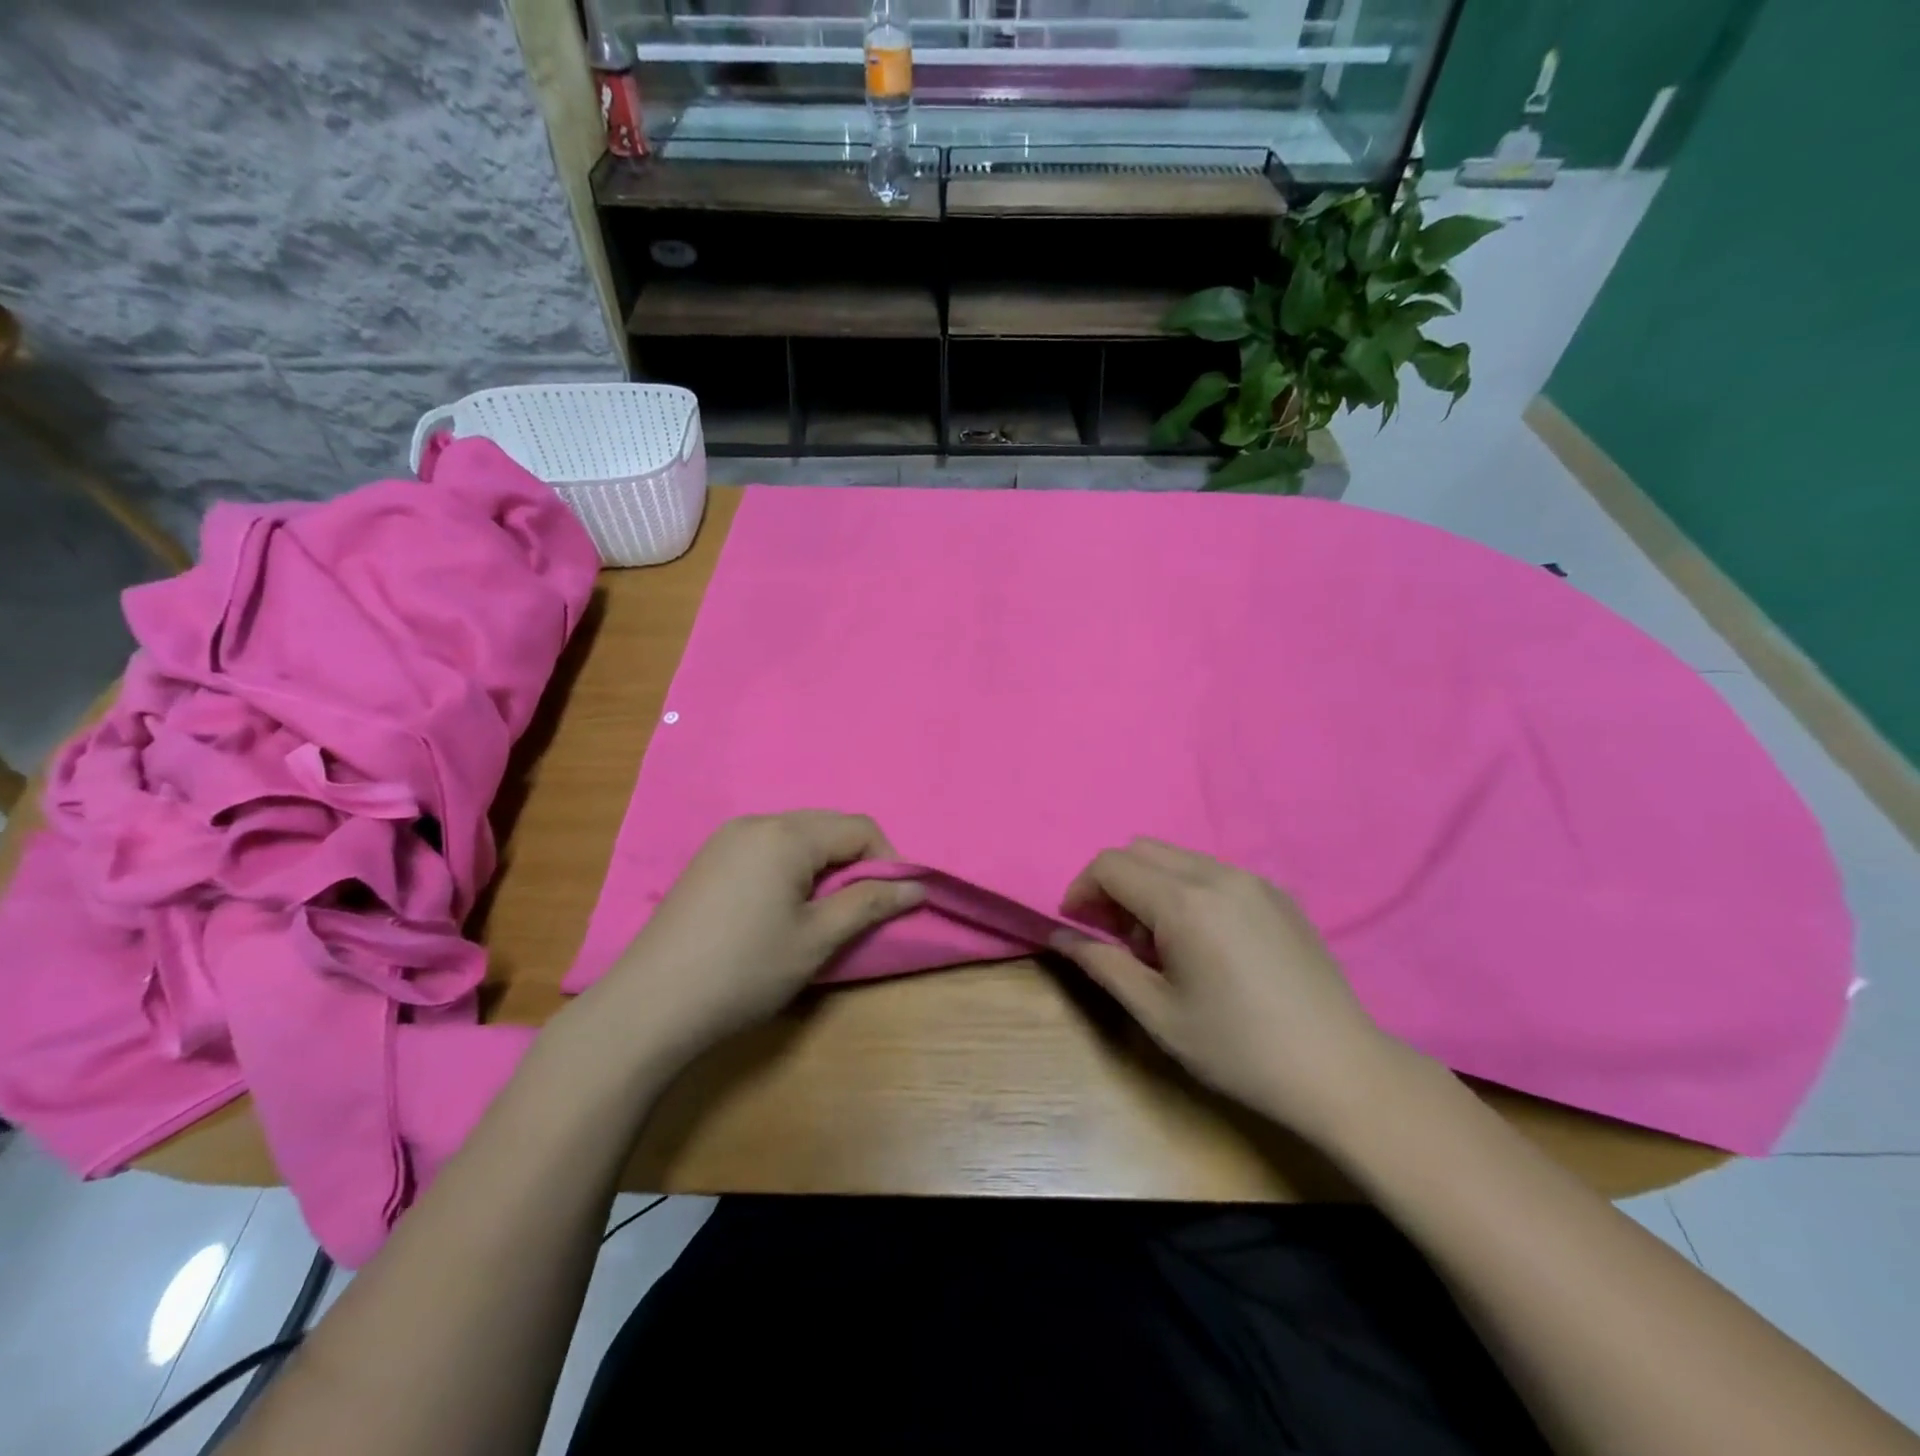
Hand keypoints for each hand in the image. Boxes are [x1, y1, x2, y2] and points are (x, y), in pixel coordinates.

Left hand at [590, 812, 923, 1070]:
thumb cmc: (744, 971)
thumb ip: (868, 904)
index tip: (894, 902)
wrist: (649, 1006)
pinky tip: (782, 909)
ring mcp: (726, 840)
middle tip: (861, 909)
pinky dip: (791, 869)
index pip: (858, 828)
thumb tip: (916, 886)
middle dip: (856, 861)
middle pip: (827, 827)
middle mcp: (755, 823)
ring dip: (823, 866)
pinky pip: (767, 849)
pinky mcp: (708, 861)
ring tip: (823, 912)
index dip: (888, 861)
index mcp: (785, 834)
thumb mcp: (816, 940)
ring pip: (797, 837)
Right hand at [1052, 838, 1410, 1144]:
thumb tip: (1059, 936)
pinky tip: (1204, 943)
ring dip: (1150, 886)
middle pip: (1141, 850)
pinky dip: (1186, 890)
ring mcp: (1253, 880)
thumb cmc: (1238, 1049)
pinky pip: (1212, 872)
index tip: (1077, 926)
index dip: (1081, 889)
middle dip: (1114, 884)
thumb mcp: (1158, 1013)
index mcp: (1185, 903)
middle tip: (1117, 937)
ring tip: (1162, 944)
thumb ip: (1102, 964)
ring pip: (1177, 858)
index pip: (1111, 865)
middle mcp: (1218, 875)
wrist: (1340, 1071)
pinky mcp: (1277, 893)